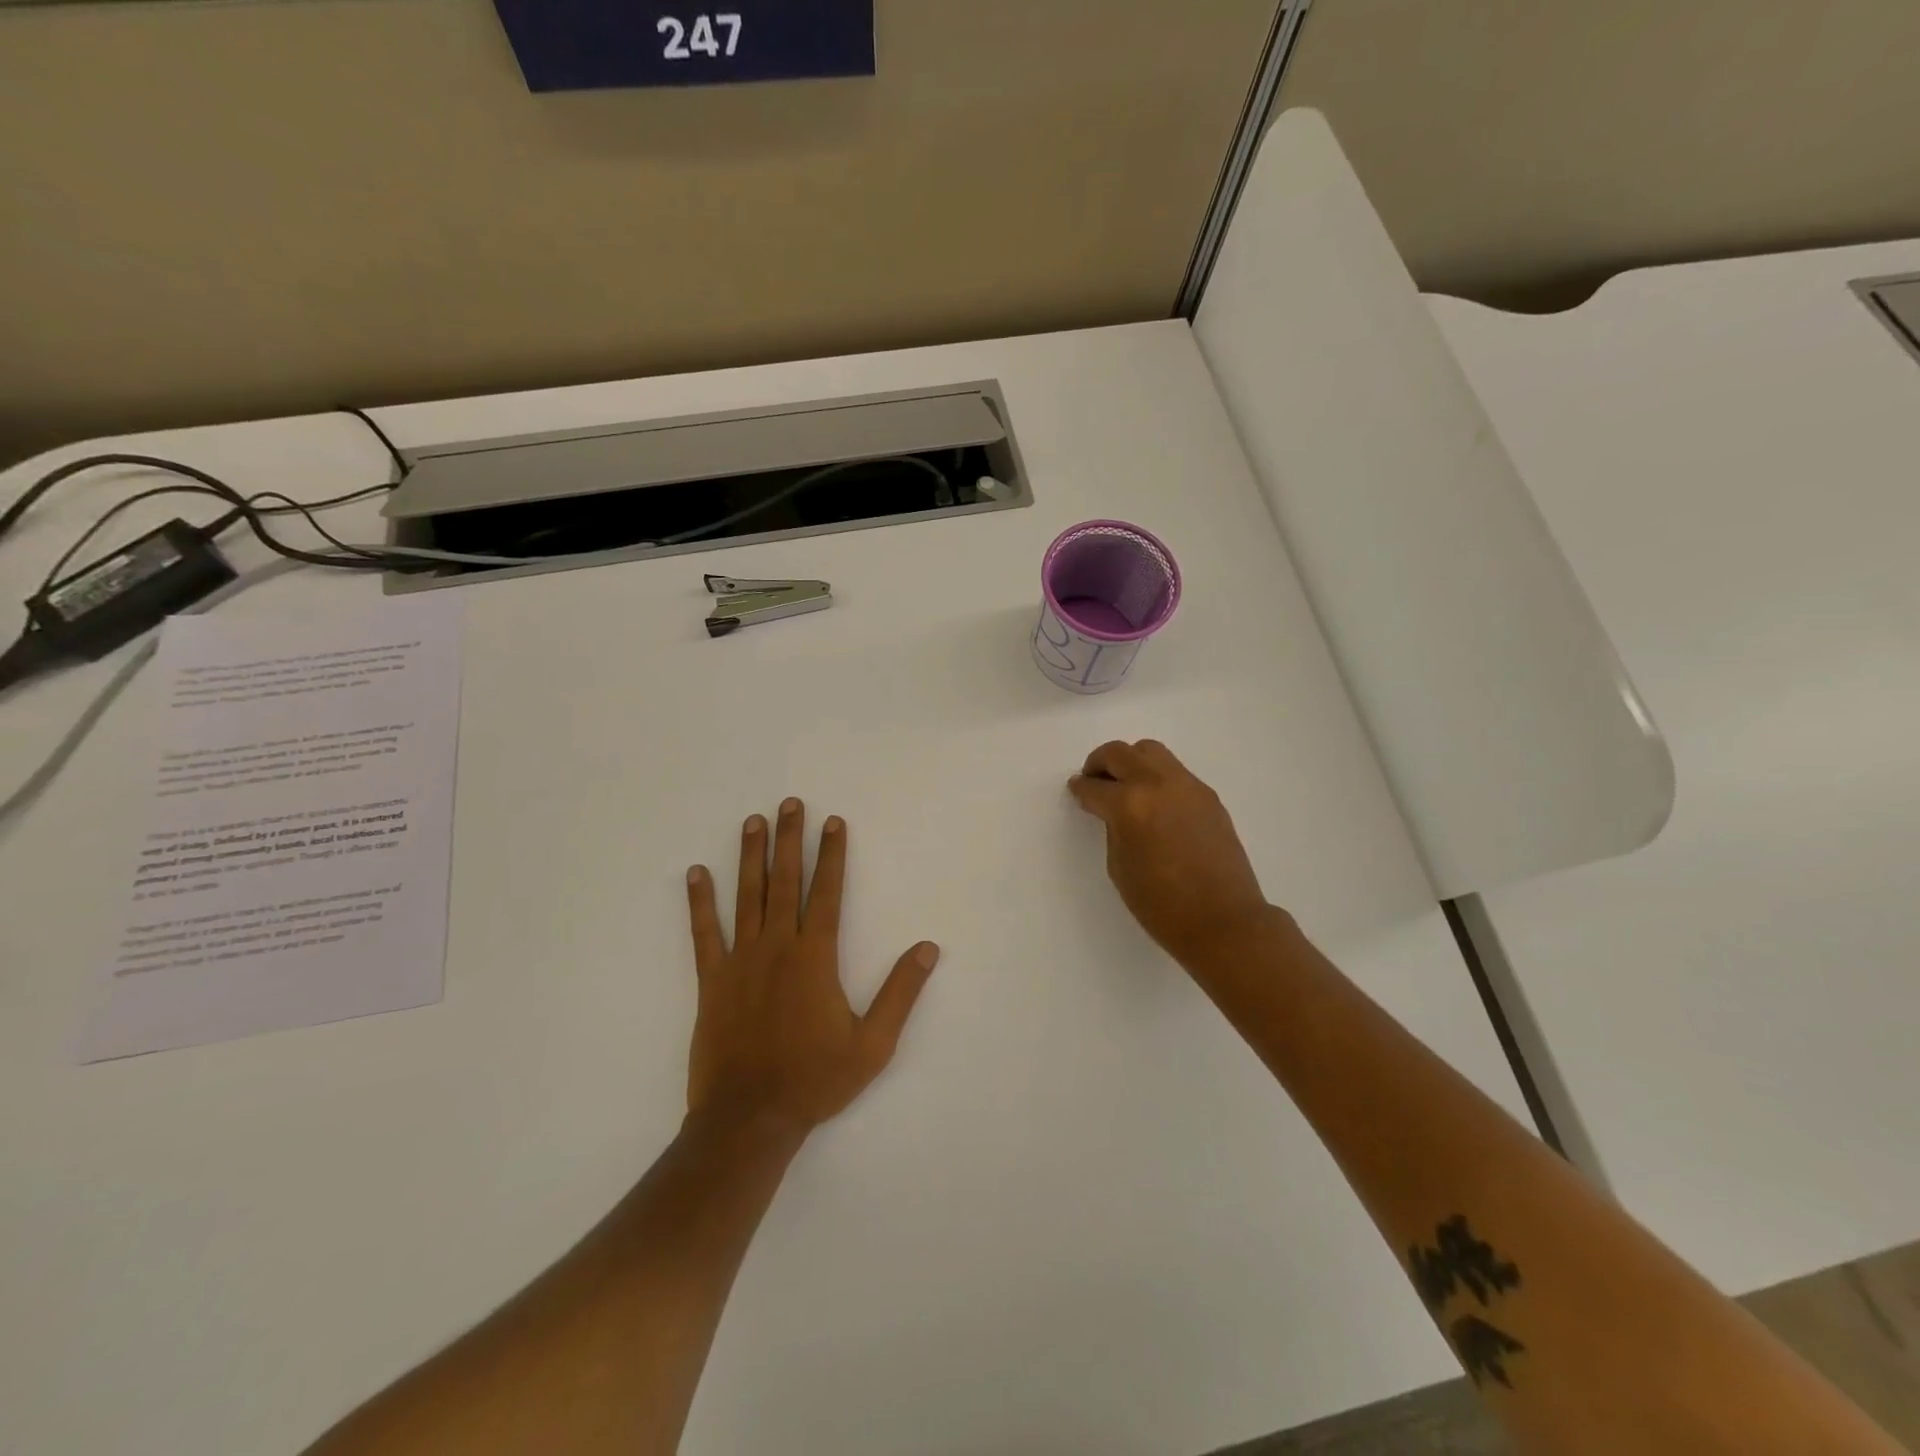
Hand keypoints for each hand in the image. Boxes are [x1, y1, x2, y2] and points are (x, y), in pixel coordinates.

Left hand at [685, 798, 939, 1133]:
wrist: (749, 1119)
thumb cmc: (815, 1079)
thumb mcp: (873, 1044)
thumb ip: (901, 993)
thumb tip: (928, 949)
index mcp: (815, 957)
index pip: (826, 893)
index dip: (831, 854)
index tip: (832, 822)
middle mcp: (777, 947)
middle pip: (785, 882)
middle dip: (789, 839)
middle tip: (789, 803)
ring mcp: (740, 961)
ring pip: (746, 897)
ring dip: (750, 856)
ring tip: (752, 821)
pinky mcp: (712, 981)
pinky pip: (704, 933)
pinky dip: (700, 902)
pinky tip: (696, 873)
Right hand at [1068, 740, 1272, 966]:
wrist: (1223, 920)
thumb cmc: (1162, 904)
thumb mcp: (1119, 867)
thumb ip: (1114, 829)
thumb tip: (1115, 812)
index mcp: (1130, 804)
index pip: (1095, 786)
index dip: (1081, 788)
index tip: (1077, 789)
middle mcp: (1158, 784)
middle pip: (1121, 753)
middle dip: (1101, 763)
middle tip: (1095, 780)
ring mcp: (1188, 786)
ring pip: (1151, 752)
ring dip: (1131, 762)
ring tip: (1126, 786)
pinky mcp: (1208, 796)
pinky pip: (1175, 772)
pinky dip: (1157, 777)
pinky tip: (1155, 803)